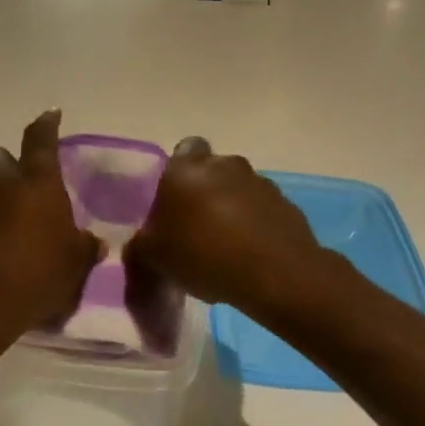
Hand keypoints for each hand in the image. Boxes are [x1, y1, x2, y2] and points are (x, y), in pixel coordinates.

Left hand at [0, 110, 101, 359]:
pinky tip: (0, 249)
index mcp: (37, 183)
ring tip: (16, 224)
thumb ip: (86, 248)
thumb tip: (93, 242)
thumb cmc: (37, 276)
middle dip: (9, 161)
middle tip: (25, 182)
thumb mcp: (76, 265)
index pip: (40, 140)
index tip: (51, 114)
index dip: (47, 124)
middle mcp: (1, 186)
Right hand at [125, 137, 327, 323]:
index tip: (171, 203)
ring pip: (237, 190)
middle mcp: (224, 164)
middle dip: (202, 192)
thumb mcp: (154, 257)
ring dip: (229, 209)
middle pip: (209, 171)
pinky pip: (261, 210)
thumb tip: (138, 244)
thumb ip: (139, 245)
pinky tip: (247, 256)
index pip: (181, 151)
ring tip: (222, 247)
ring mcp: (259, 182)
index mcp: (186, 169)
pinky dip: (253, 226)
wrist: (275, 274)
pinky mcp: (286, 205)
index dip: (175, 174)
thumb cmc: (204, 255)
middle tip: (193, 227)